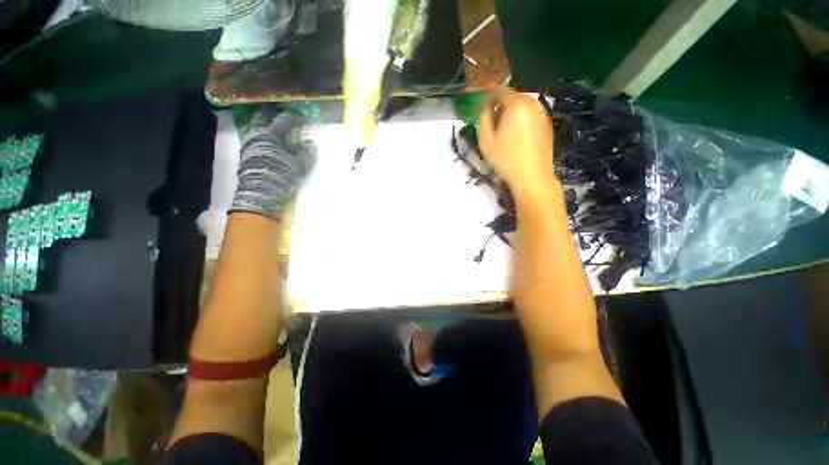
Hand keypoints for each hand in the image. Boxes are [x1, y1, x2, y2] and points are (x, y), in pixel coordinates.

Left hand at [231, 109, 314, 219]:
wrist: (259, 194)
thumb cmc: (280, 176)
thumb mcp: (299, 165)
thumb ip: (306, 153)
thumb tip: (311, 143)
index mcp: (269, 134)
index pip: (284, 120)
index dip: (297, 119)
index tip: (307, 121)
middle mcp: (256, 135)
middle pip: (263, 117)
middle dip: (274, 113)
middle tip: (284, 113)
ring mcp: (248, 144)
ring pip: (257, 127)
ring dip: (267, 124)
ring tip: (277, 127)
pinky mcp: (246, 154)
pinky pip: (255, 138)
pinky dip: (263, 135)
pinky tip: (269, 141)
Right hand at [478, 89, 558, 200]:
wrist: (532, 176)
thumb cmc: (505, 158)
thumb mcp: (486, 140)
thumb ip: (483, 117)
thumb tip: (485, 105)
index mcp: (516, 105)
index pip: (501, 90)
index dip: (489, 95)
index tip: (482, 105)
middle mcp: (532, 103)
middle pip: (513, 96)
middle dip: (501, 104)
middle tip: (492, 120)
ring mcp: (543, 113)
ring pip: (523, 105)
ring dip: (512, 111)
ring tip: (504, 129)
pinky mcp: (547, 124)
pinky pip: (531, 114)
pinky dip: (522, 118)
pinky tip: (517, 135)